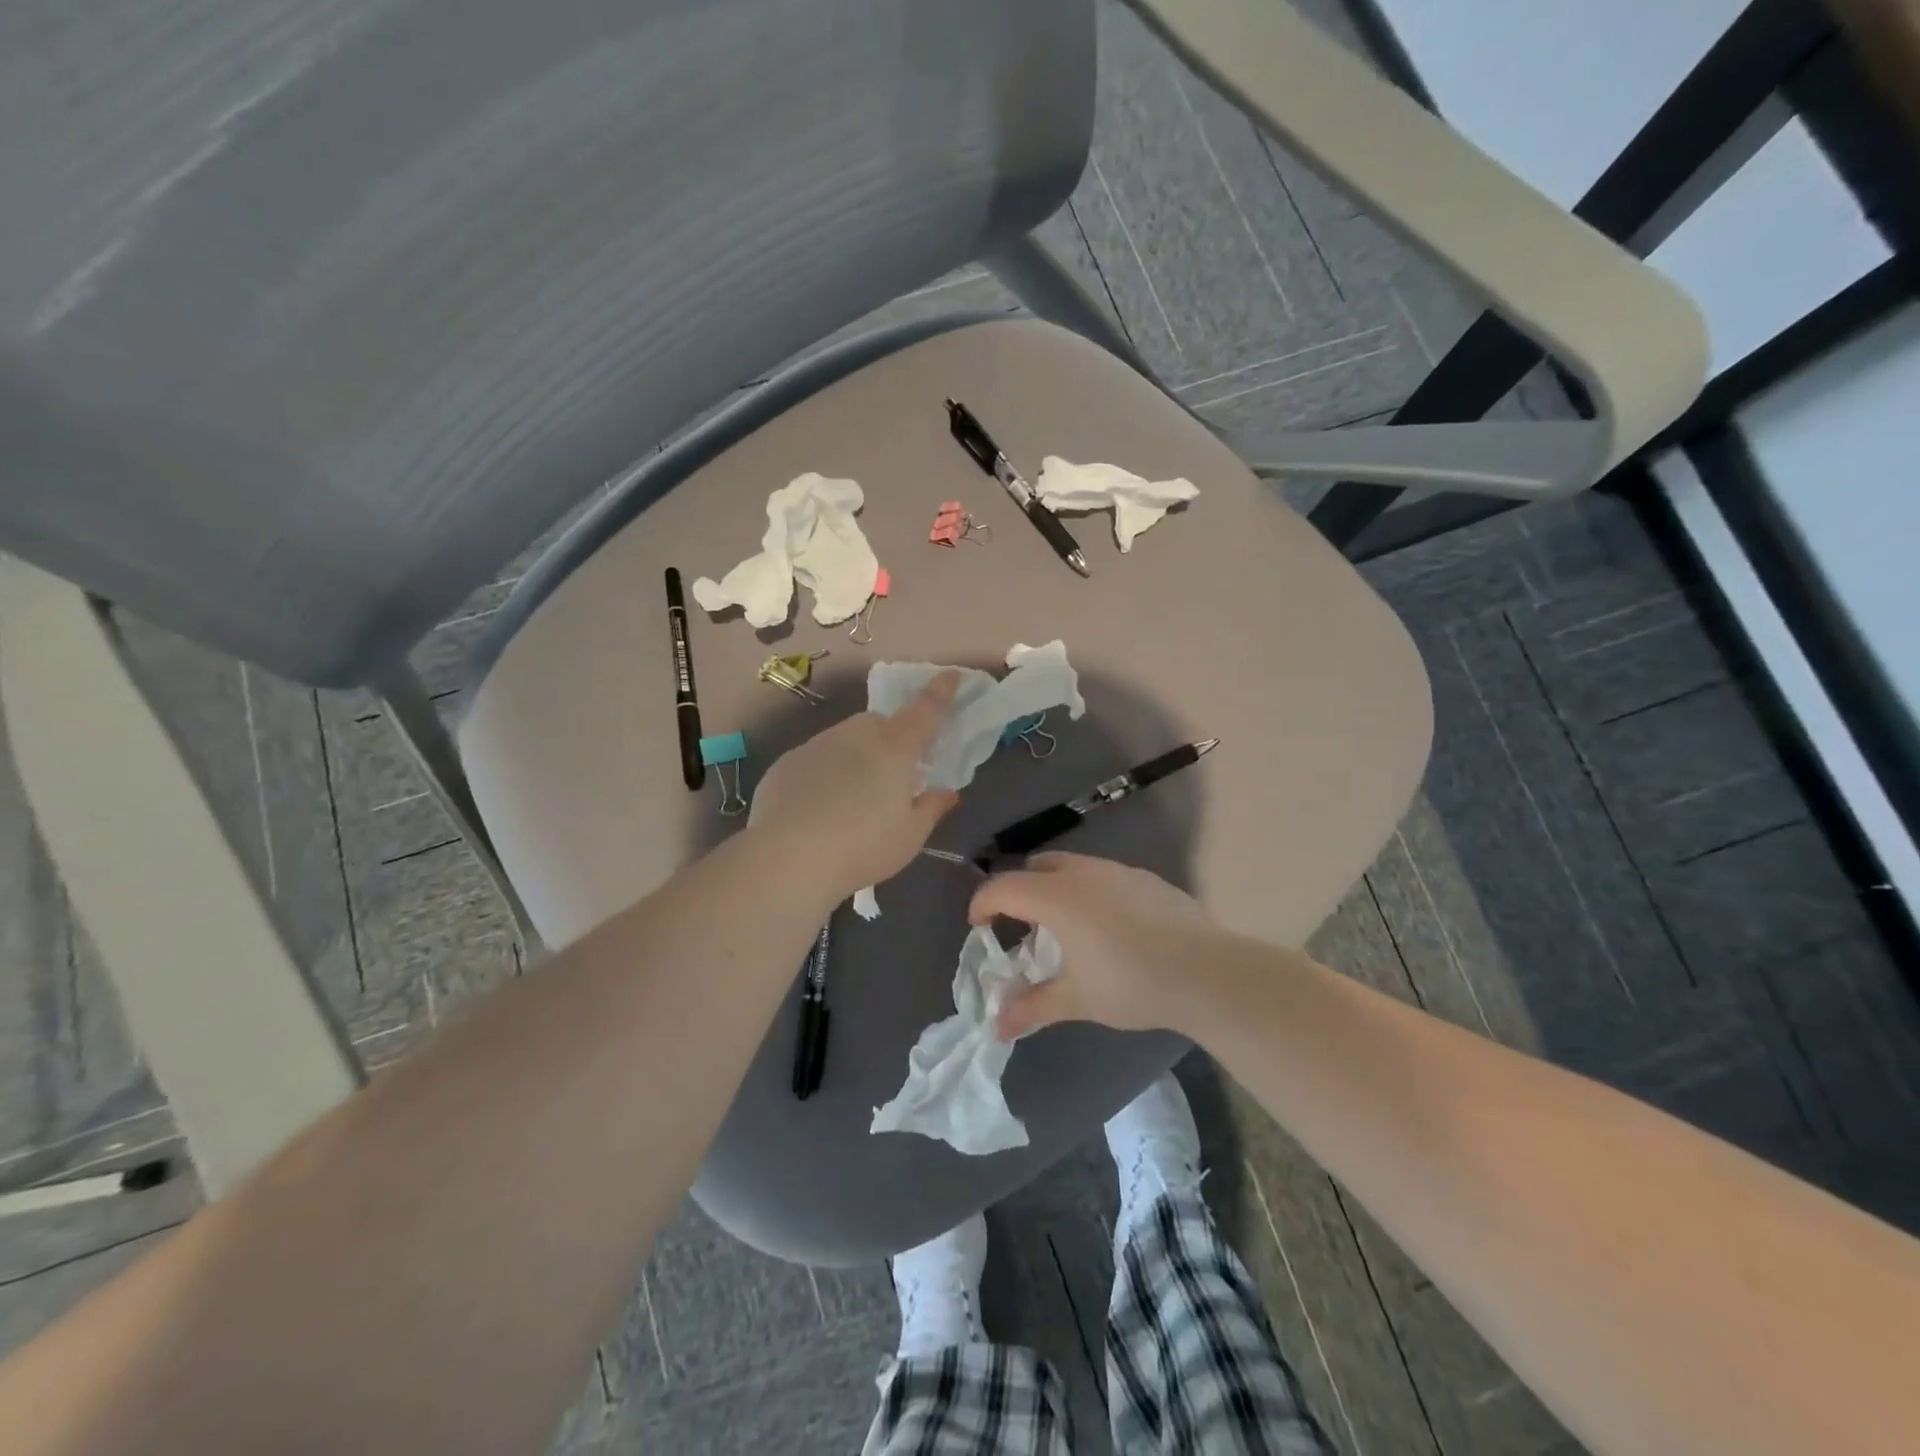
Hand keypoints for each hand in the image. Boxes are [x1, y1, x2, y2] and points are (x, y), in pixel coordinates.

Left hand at [750, 671, 960, 899]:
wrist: (786, 859)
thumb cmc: (862, 848)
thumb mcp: (909, 837)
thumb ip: (931, 808)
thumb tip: (947, 791)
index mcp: (894, 749)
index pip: (924, 711)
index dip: (940, 692)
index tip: (950, 675)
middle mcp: (856, 735)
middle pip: (880, 724)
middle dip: (891, 739)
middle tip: (892, 776)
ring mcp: (817, 745)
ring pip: (846, 738)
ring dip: (857, 755)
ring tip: (852, 797)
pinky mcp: (787, 762)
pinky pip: (817, 758)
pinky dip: (826, 772)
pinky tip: (818, 808)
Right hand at [968, 852, 1226, 1038]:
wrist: (1207, 972)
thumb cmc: (1132, 984)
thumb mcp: (1077, 1000)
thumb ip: (1032, 1008)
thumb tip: (997, 1027)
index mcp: (1057, 897)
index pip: (1004, 887)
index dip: (983, 904)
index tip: (979, 927)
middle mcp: (1083, 873)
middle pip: (1036, 867)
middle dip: (1020, 891)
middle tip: (1022, 928)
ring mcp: (1119, 871)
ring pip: (1072, 868)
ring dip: (1056, 890)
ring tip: (1066, 930)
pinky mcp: (1147, 879)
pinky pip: (1104, 876)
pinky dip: (1090, 893)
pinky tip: (1110, 929)